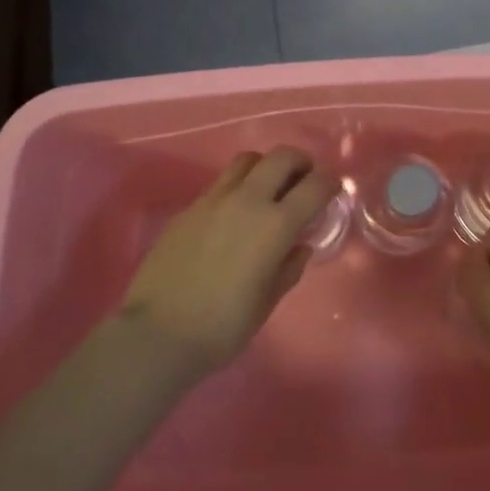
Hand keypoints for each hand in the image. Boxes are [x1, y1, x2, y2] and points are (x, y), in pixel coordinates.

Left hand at [117, 147, 338, 378]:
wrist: (157, 333)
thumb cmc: (222, 327)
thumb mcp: (266, 302)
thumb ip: (289, 268)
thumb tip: (299, 246)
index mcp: (275, 225)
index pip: (315, 185)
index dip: (329, 183)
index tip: (332, 191)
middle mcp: (248, 200)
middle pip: (282, 157)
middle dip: (300, 163)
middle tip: (304, 181)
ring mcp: (215, 199)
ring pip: (248, 160)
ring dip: (266, 167)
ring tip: (268, 189)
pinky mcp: (190, 207)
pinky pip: (222, 182)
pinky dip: (238, 186)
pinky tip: (234, 213)